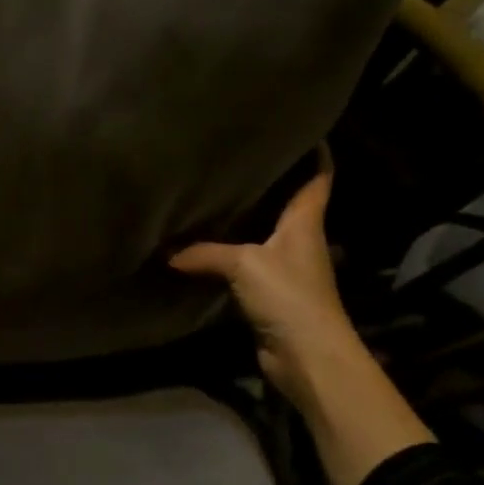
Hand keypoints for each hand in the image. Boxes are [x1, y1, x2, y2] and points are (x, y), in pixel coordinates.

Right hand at [170, 154, 345, 401]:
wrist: (307, 356)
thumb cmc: (288, 296)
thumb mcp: (244, 264)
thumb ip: (204, 252)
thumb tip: (166, 251)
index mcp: (306, 221)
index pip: (317, 177)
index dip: (315, 151)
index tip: (302, 128)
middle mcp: (300, 240)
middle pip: (288, 203)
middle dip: (270, 181)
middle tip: (238, 156)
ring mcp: (286, 269)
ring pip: (264, 234)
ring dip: (246, 219)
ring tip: (214, 194)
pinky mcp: (270, 295)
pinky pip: (246, 265)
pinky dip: (229, 255)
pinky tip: (203, 247)